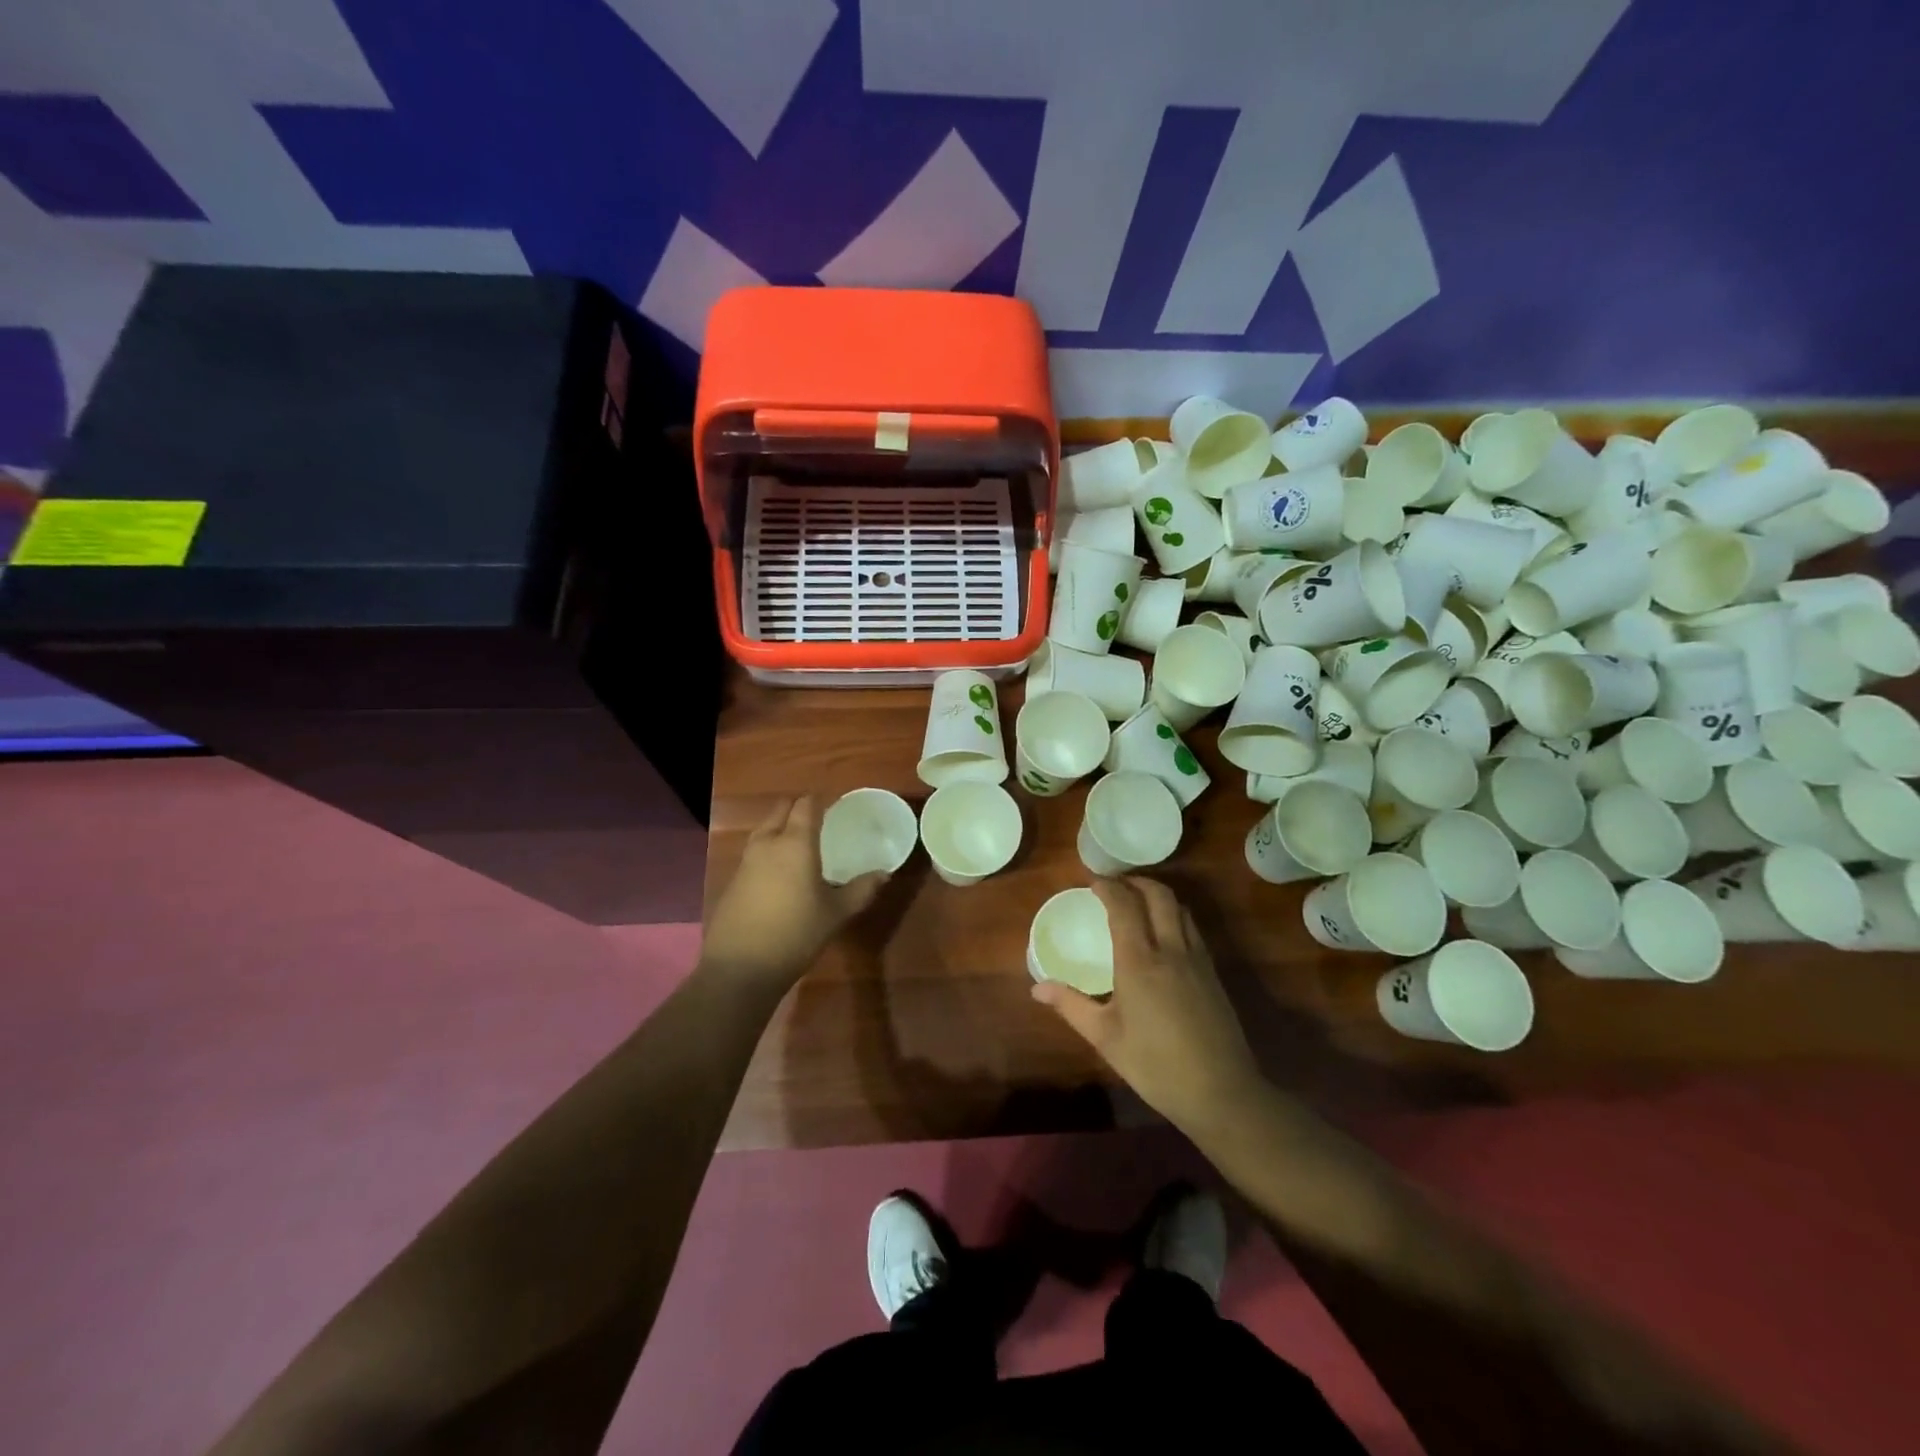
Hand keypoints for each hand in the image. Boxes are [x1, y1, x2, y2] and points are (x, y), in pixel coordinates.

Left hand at [701, 797, 887, 987]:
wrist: (740, 968)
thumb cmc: (796, 934)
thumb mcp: (836, 914)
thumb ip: (861, 890)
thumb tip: (884, 873)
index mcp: (796, 843)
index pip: (806, 805)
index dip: (820, 800)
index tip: (835, 805)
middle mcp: (768, 843)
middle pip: (781, 810)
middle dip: (798, 808)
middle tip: (819, 820)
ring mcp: (746, 862)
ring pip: (764, 829)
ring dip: (781, 827)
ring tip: (801, 844)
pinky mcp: (733, 881)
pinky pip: (754, 853)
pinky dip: (769, 851)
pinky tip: (780, 872)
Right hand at [1032, 878, 1262, 1133]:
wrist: (1221, 1092)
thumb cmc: (1155, 1064)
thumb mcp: (1105, 1037)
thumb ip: (1071, 1005)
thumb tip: (1037, 988)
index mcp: (1139, 961)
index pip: (1124, 905)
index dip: (1108, 887)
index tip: (1092, 881)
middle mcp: (1170, 949)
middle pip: (1158, 895)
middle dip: (1135, 881)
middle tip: (1115, 884)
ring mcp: (1197, 959)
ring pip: (1180, 908)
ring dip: (1158, 895)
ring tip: (1138, 901)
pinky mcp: (1213, 973)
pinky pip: (1192, 928)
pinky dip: (1175, 915)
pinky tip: (1165, 934)